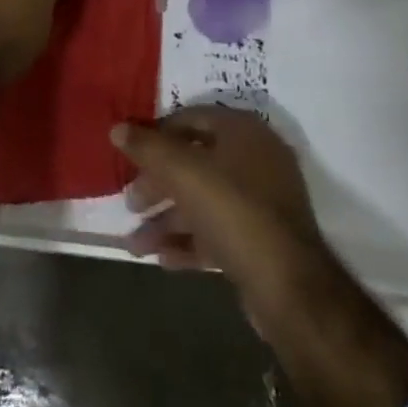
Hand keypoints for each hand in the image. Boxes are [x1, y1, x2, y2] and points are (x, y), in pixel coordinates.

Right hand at [117, 107, 407, 406]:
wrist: (289, 288)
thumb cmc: (234, 212)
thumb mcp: (184, 173)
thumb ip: (148, 148)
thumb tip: (117, 128)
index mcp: (242, 130)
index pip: (190, 118)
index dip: (156, 134)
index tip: (128, 155)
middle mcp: (254, 159)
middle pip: (194, 161)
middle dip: (158, 183)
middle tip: (129, 202)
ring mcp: (260, 202)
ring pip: (203, 201)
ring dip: (167, 219)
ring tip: (134, 243)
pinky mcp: (260, 241)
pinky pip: (216, 232)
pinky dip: (188, 242)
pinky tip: (161, 258)